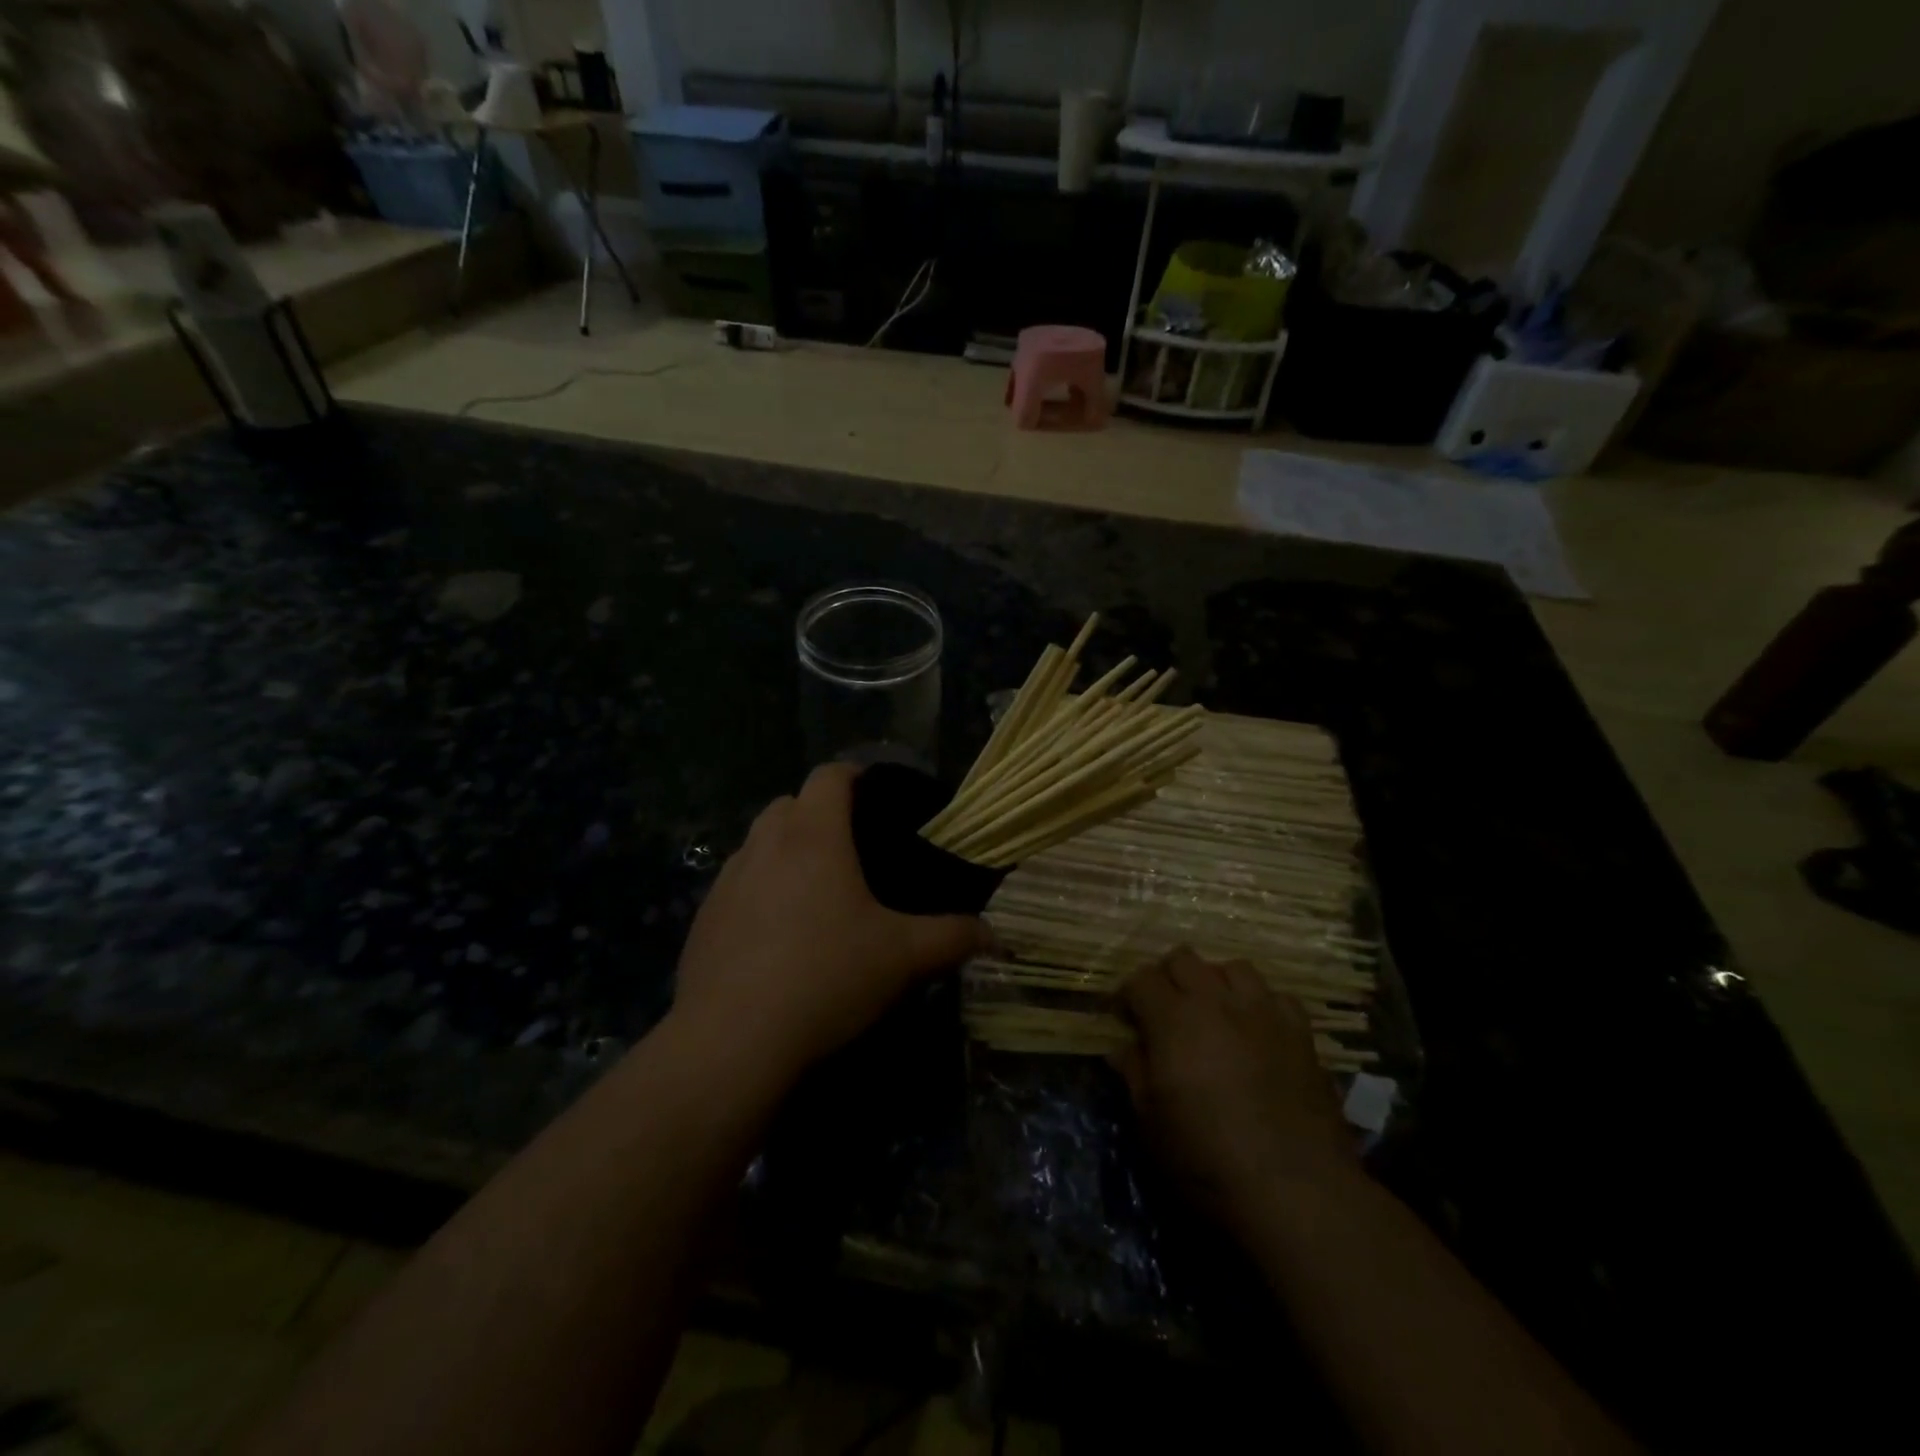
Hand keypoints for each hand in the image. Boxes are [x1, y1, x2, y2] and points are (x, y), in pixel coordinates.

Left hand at [669, 763, 988, 1089]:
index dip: (856, 776)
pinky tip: (777, 936)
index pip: (830, 775)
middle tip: (853, 852)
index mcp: (813, 835)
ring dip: (786, 852)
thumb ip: (952, 937)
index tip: (879, 802)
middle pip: (790, 804)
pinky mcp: (704, 917)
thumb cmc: (825, 977)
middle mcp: (764, 844)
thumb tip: (994, 936)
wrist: (731, 1040)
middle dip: (820, 815)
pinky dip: (759, 891)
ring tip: (816, 894)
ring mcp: (727, 880)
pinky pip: (737, 884)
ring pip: (759, 843)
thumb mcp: (902, 957)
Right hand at [1115, 948, 1355, 1231]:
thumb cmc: (1209, 1162)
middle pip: (1183, 959)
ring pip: (1233, 968)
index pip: (1141, 980)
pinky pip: (1277, 996)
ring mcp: (1264, 1013)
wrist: (1298, 1192)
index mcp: (1173, 1020)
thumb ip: (1134, 1075)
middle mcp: (1217, 1002)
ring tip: (1213, 1015)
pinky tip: (1257, 1032)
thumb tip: (1121, 1048)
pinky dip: (1261, 1005)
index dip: (1127, 996)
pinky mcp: (1301, 1033)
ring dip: (1215, 984)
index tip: (1124, 1020)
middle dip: (1166, 978)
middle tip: (1163, 1013)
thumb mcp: (1152, 1125)